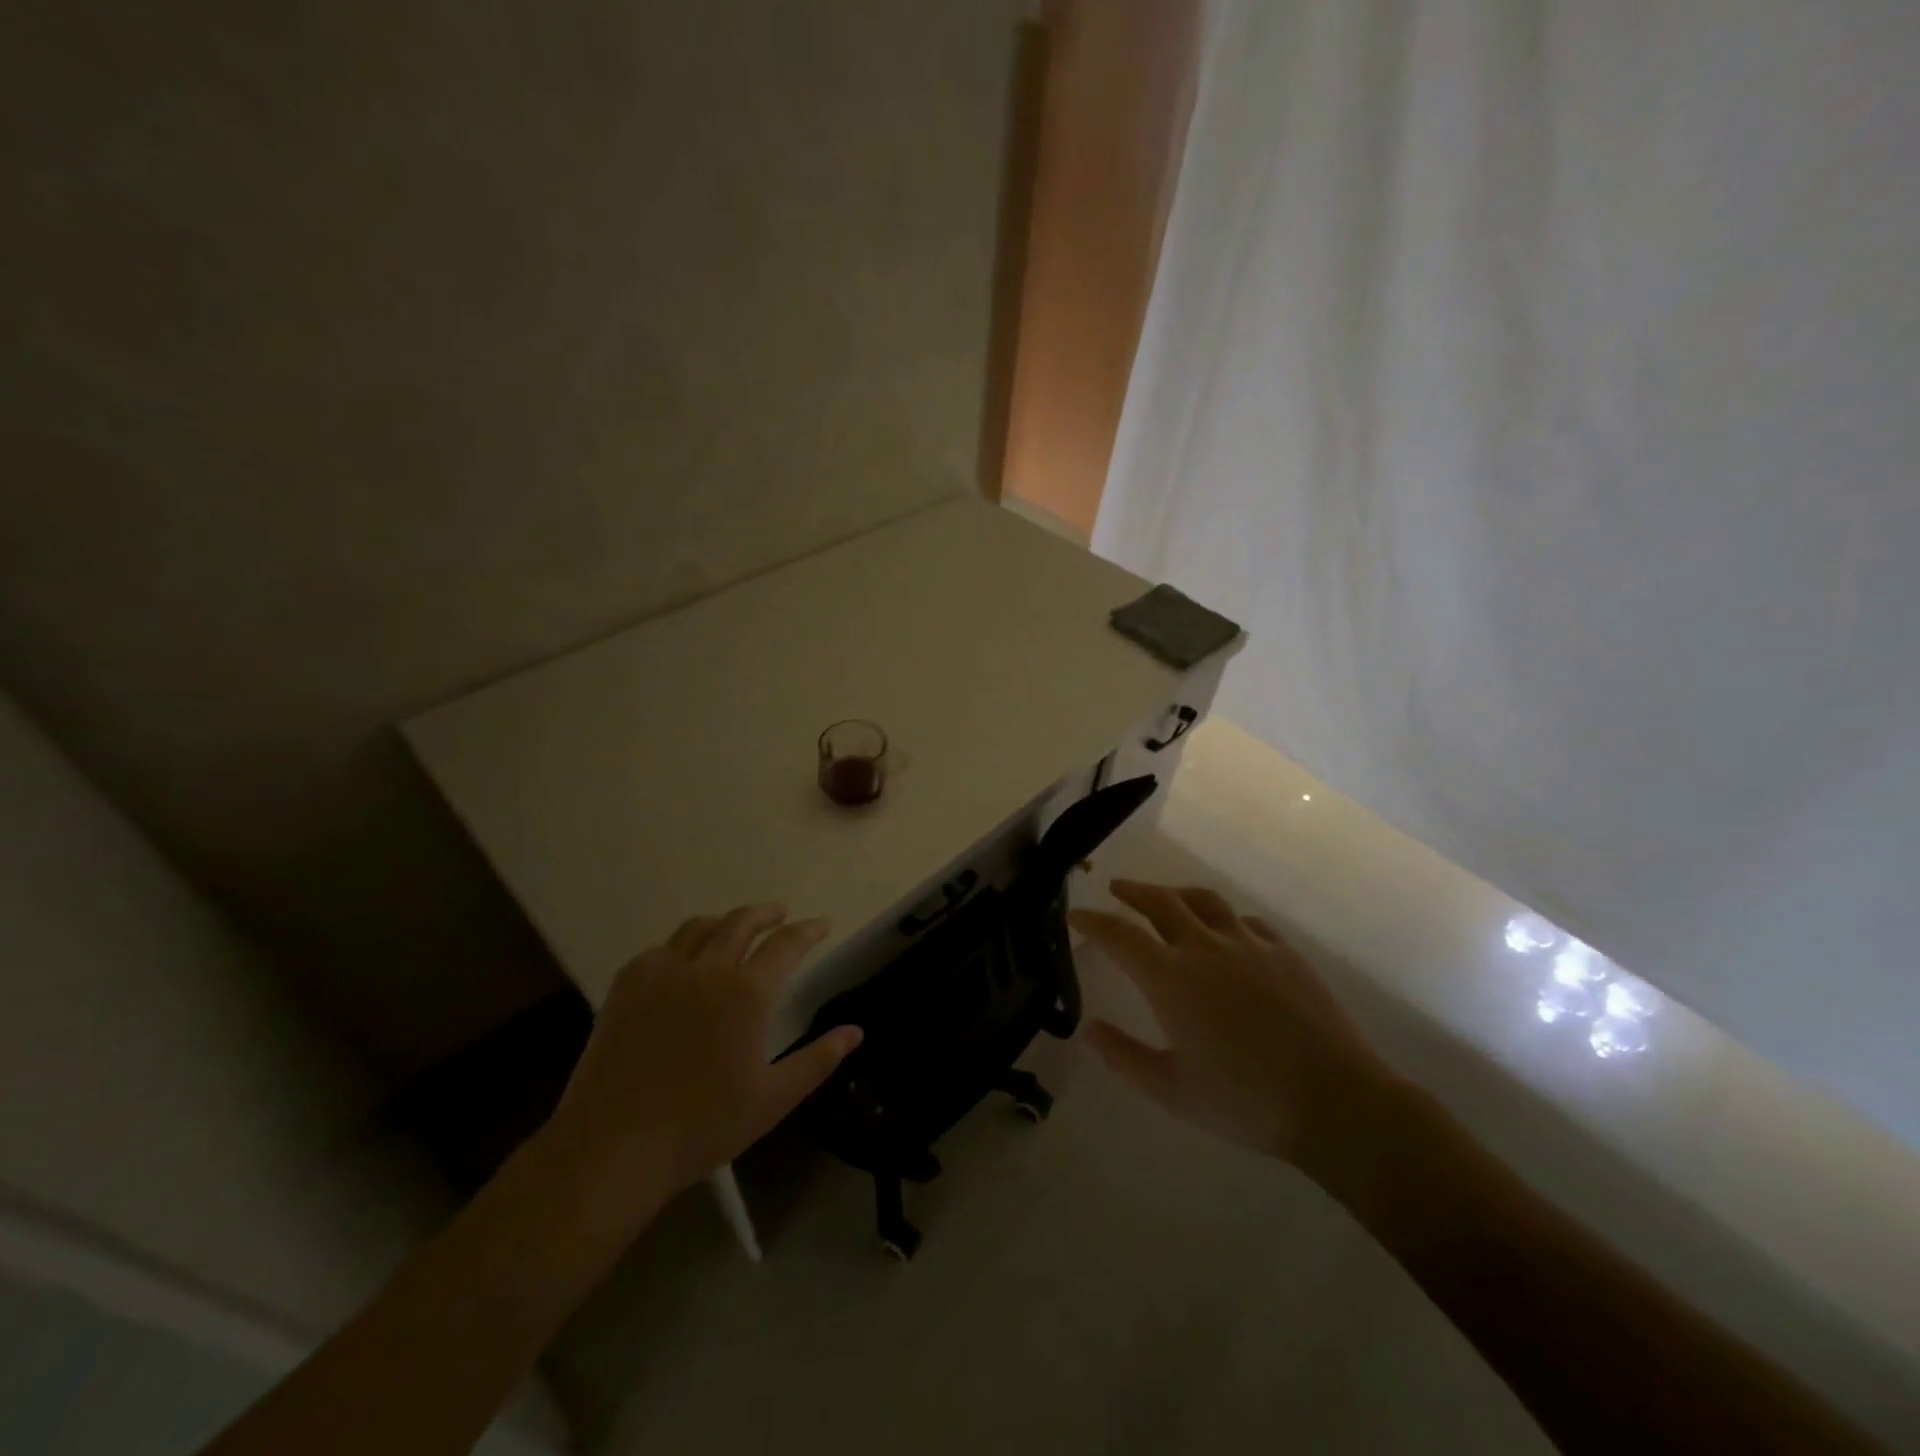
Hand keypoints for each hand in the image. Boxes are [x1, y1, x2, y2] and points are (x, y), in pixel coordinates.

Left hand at [546, 905, 861, 1207]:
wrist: (613, 1146)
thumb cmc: (702, 1125)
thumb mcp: (773, 1099)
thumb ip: (818, 1060)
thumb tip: (856, 1031)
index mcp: (747, 993)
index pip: (786, 945)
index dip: (808, 930)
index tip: (822, 923)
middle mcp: (708, 970)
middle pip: (741, 922)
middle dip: (767, 913)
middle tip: (781, 913)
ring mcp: (663, 973)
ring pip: (699, 928)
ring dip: (724, 921)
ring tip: (733, 927)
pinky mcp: (627, 986)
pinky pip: (660, 949)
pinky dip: (681, 945)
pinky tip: (681, 960)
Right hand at [1070, 881, 1407, 1186]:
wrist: (1335, 1101)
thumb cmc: (1245, 1101)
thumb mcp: (1171, 1090)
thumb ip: (1124, 1057)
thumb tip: (1089, 1029)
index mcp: (1171, 979)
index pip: (1119, 935)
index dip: (1093, 921)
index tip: (1076, 915)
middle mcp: (1205, 948)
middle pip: (1160, 902)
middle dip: (1132, 892)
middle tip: (1116, 889)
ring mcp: (1249, 945)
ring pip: (1204, 901)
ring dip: (1176, 894)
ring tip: (1166, 899)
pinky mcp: (1284, 953)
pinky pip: (1245, 922)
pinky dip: (1223, 919)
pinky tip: (1226, 933)